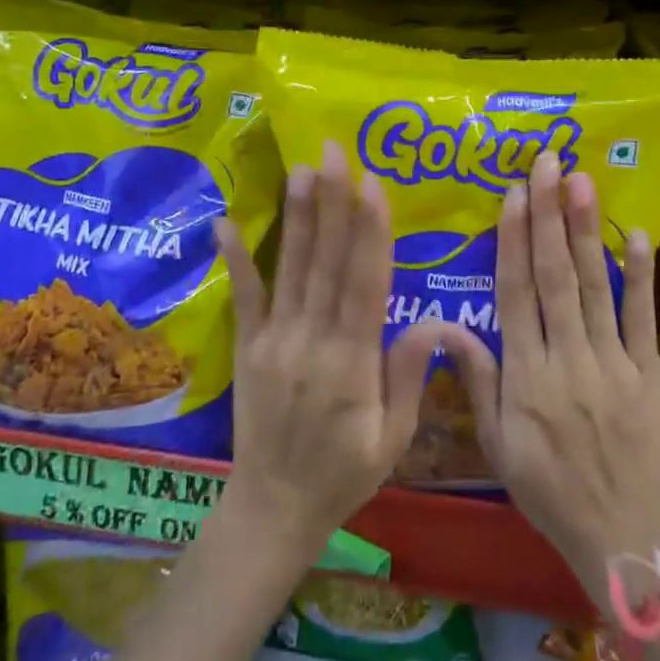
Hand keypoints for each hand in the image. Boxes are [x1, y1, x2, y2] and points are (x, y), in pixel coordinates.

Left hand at [216, 139, 462, 562]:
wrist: (274, 508)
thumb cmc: (345, 474)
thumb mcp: (393, 438)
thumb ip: (408, 376)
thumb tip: (435, 321)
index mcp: (352, 363)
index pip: (364, 284)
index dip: (370, 232)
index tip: (372, 184)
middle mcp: (311, 341)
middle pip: (326, 262)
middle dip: (333, 203)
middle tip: (333, 152)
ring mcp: (274, 341)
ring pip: (291, 269)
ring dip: (298, 216)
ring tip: (301, 169)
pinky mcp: (248, 347)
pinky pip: (243, 298)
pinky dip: (235, 259)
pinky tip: (224, 222)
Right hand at [442, 153, 659, 598]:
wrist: (622, 537)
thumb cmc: (547, 489)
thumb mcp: (496, 445)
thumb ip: (476, 380)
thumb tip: (445, 326)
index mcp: (526, 376)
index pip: (515, 294)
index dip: (513, 240)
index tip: (512, 194)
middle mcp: (567, 359)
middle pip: (555, 276)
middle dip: (548, 215)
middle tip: (546, 164)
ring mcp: (612, 363)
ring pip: (595, 286)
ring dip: (586, 230)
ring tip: (580, 181)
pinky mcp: (648, 372)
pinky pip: (642, 318)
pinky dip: (640, 275)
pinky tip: (636, 234)